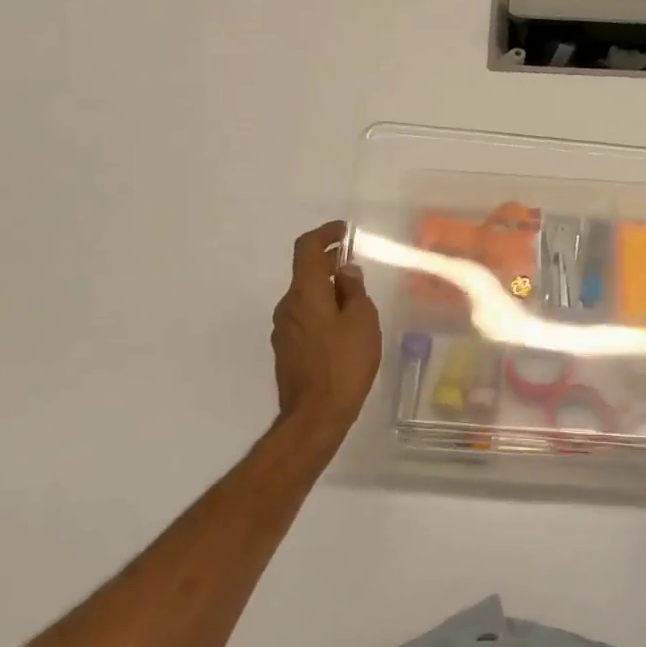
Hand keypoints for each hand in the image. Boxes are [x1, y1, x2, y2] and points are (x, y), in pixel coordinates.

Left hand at [271, 221, 381, 441]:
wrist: (315, 415)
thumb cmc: (344, 363)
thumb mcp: (362, 320)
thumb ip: (353, 290)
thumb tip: (346, 271)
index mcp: (305, 293)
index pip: (307, 248)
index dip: (324, 233)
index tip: (343, 231)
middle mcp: (287, 306)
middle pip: (306, 273)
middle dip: (330, 263)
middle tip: (355, 266)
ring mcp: (283, 330)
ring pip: (306, 298)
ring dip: (327, 291)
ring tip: (355, 302)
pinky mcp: (286, 350)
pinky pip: (304, 318)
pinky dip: (322, 312)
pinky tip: (343, 329)